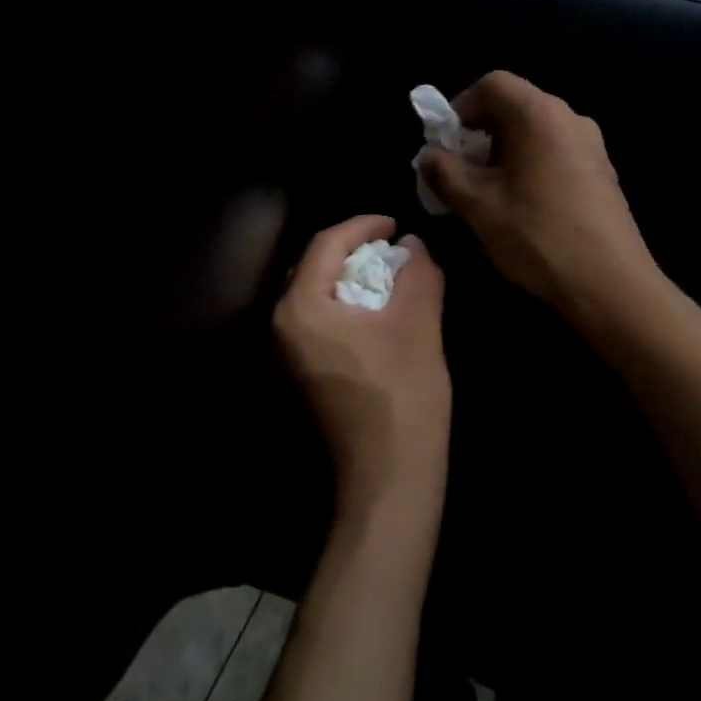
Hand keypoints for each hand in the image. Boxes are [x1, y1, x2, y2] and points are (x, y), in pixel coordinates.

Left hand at [274, 215, 449, 514]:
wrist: (389, 477)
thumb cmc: (401, 394)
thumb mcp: (418, 322)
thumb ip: (416, 271)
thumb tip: (412, 244)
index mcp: (301, 306)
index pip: (327, 244)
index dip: (364, 225)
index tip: (396, 223)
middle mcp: (283, 325)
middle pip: (317, 267)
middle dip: (357, 252)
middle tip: (395, 248)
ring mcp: (288, 354)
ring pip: (320, 296)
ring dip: (355, 280)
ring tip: (394, 276)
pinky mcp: (303, 374)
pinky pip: (322, 322)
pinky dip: (350, 307)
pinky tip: (381, 313)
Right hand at [416, 71, 657, 322]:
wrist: (611, 285)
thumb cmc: (538, 237)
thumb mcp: (479, 206)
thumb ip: (446, 173)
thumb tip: (429, 156)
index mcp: (540, 115)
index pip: (492, 84)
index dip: (460, 108)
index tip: (445, 145)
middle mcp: (570, 118)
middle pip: (514, 105)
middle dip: (479, 133)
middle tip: (460, 172)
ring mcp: (591, 145)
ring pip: (534, 131)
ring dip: (502, 152)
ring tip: (486, 192)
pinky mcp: (601, 171)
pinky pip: (555, 151)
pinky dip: (528, 164)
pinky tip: (521, 205)